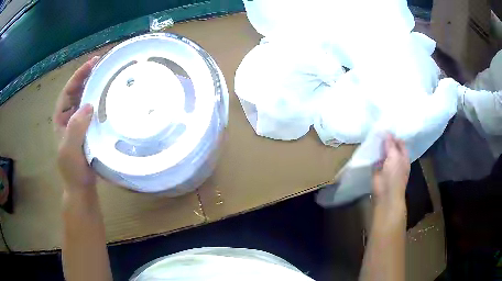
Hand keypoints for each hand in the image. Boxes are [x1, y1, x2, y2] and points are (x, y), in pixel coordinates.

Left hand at [54, 56, 98, 193]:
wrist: (81, 187)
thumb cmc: (72, 170)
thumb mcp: (70, 149)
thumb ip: (76, 128)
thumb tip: (88, 105)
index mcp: (61, 119)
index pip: (68, 92)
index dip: (78, 76)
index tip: (92, 63)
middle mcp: (69, 117)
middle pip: (77, 91)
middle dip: (87, 76)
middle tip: (103, 64)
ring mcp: (79, 124)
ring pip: (85, 99)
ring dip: (95, 86)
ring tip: (108, 76)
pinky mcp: (89, 130)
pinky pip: (94, 111)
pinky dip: (100, 101)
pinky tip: (110, 98)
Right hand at [372, 134, 409, 208]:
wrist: (386, 194)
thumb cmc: (394, 175)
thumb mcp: (395, 156)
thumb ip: (390, 144)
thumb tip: (386, 132)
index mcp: (403, 156)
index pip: (399, 142)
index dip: (393, 135)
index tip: (385, 127)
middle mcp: (396, 159)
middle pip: (390, 147)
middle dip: (384, 140)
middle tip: (376, 129)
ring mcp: (386, 165)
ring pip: (382, 152)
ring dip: (378, 147)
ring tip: (371, 135)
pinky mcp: (377, 169)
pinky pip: (375, 159)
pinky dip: (372, 154)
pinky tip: (367, 147)